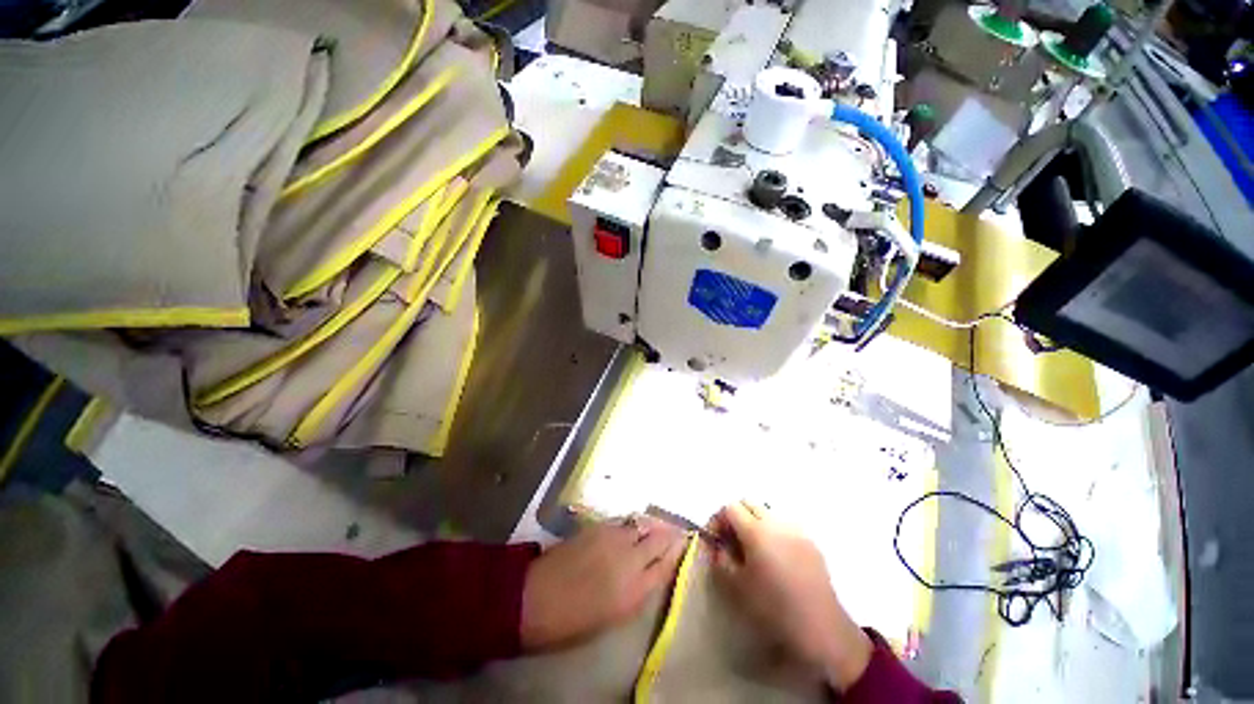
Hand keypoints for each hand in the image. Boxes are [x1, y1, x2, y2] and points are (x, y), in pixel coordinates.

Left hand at [521, 516, 684, 650]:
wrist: (537, 597)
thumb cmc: (573, 620)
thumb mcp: (613, 616)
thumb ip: (637, 591)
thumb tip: (649, 572)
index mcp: (635, 590)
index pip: (666, 566)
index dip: (677, 553)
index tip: (684, 545)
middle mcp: (630, 559)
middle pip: (659, 539)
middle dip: (670, 533)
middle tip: (675, 530)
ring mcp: (614, 539)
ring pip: (642, 525)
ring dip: (651, 526)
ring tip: (654, 526)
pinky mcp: (599, 526)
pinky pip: (623, 522)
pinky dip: (631, 524)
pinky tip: (631, 527)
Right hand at [710, 501, 872, 692]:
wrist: (820, 627)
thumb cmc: (772, 607)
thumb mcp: (736, 586)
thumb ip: (720, 559)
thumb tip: (718, 546)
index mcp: (756, 530)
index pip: (729, 507)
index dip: (718, 519)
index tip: (715, 538)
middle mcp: (776, 522)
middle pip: (749, 503)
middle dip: (735, 516)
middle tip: (731, 539)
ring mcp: (796, 529)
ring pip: (768, 511)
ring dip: (755, 521)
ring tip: (753, 547)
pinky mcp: (810, 541)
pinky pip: (785, 525)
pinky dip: (773, 531)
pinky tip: (775, 556)